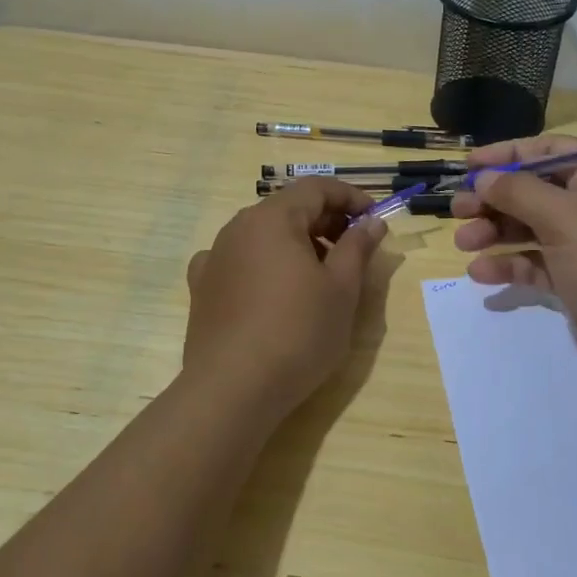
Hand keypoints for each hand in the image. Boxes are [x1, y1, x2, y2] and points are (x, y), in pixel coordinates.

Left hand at [184, 178, 387, 413]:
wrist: (232, 389)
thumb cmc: (298, 332)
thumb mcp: (342, 289)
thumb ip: (358, 247)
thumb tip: (372, 221)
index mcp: (273, 218)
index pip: (316, 188)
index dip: (350, 197)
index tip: (375, 218)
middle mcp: (238, 227)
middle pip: (288, 208)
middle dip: (325, 220)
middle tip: (353, 248)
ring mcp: (215, 256)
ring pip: (263, 234)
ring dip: (296, 242)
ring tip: (319, 275)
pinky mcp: (202, 287)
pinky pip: (238, 260)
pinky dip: (262, 264)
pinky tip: (271, 289)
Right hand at [451, 136, 576, 373]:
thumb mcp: (566, 218)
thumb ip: (519, 193)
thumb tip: (484, 176)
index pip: (548, 152)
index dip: (507, 155)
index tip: (469, 165)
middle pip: (534, 192)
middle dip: (494, 200)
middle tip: (457, 211)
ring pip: (530, 229)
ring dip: (496, 234)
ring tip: (464, 244)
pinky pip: (536, 264)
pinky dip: (510, 266)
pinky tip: (482, 274)